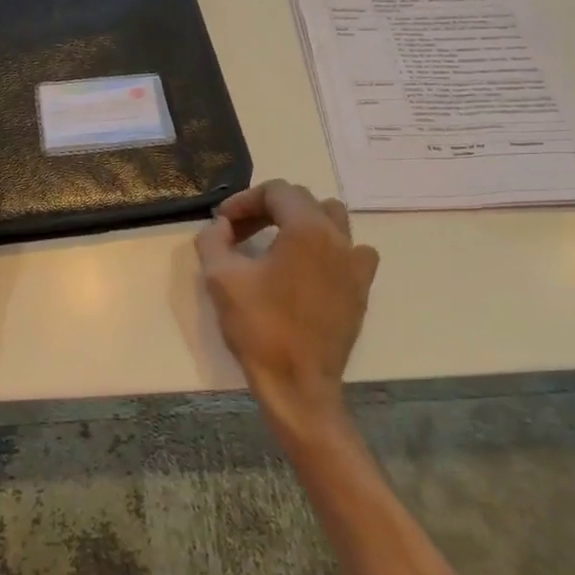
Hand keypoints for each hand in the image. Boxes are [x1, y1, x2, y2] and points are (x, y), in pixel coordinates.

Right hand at [194, 180, 379, 440]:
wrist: (298, 383)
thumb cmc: (259, 327)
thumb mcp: (221, 278)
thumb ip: (213, 239)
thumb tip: (221, 225)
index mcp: (306, 228)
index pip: (276, 191)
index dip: (244, 200)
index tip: (222, 221)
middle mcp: (338, 237)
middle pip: (303, 201)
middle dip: (268, 209)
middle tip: (239, 231)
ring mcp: (355, 263)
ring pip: (332, 219)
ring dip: (301, 221)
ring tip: (275, 243)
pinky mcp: (361, 288)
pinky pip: (351, 250)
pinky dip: (329, 247)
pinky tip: (309, 267)